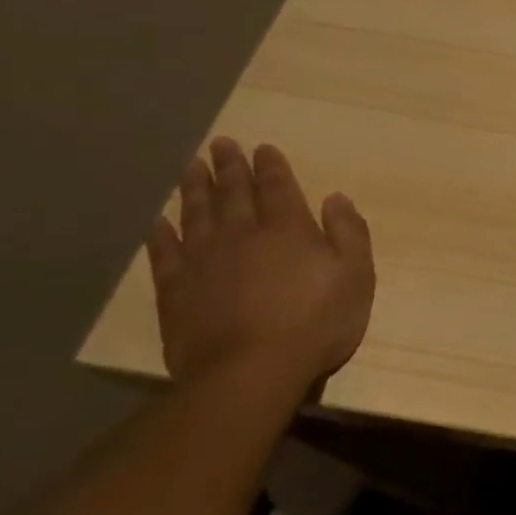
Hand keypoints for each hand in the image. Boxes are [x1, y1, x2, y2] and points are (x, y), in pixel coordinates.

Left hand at [146, 138, 375, 390]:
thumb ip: (349, 233)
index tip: (262, 148)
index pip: (278, 187)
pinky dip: (161, 234)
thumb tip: (336, 198)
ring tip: (191, 166)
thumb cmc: (316, 323)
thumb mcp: (356, 276)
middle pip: (233, 193)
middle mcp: (242, 234)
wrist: (250, 371)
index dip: (271, 166)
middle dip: (229, 167)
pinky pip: (165, 253)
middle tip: (221, 143)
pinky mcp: (176, 290)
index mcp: (288, 230)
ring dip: (194, 187)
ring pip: (196, 213)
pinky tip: (159, 221)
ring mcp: (203, 261)